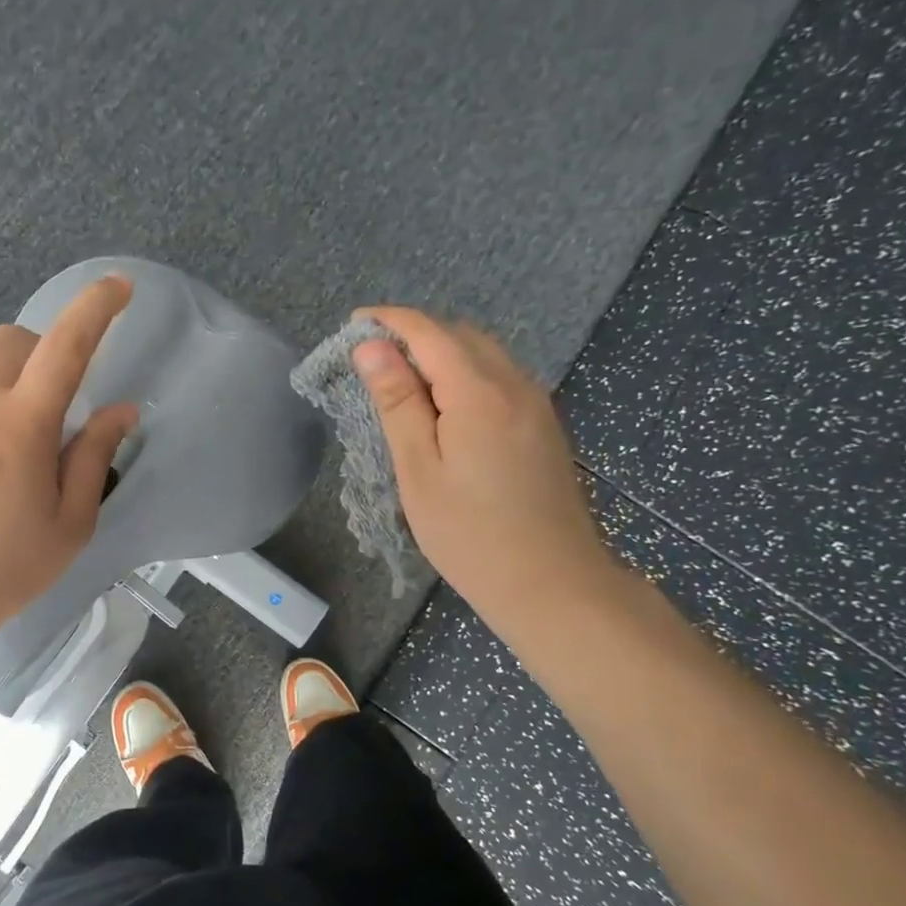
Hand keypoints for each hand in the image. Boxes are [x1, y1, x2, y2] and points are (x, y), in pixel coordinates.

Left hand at [0, 276, 138, 652]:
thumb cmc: (2, 571)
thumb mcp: (69, 525)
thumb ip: (94, 457)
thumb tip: (120, 410)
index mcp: (20, 427)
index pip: (65, 348)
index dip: (95, 309)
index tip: (118, 286)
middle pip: (11, 341)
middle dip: (41, 354)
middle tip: (53, 406)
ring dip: (5, 400)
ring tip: (3, 467)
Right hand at [352, 306, 616, 634]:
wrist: (553, 584)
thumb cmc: (470, 533)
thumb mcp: (419, 469)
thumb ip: (397, 402)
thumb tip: (371, 346)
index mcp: (480, 392)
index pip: (430, 332)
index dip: (389, 321)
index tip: (352, 325)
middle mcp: (516, 384)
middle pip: (460, 336)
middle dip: (414, 336)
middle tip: (371, 365)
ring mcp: (536, 404)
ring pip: (484, 355)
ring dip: (441, 356)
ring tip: (401, 389)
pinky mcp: (544, 425)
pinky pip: (500, 379)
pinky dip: (465, 377)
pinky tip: (444, 411)